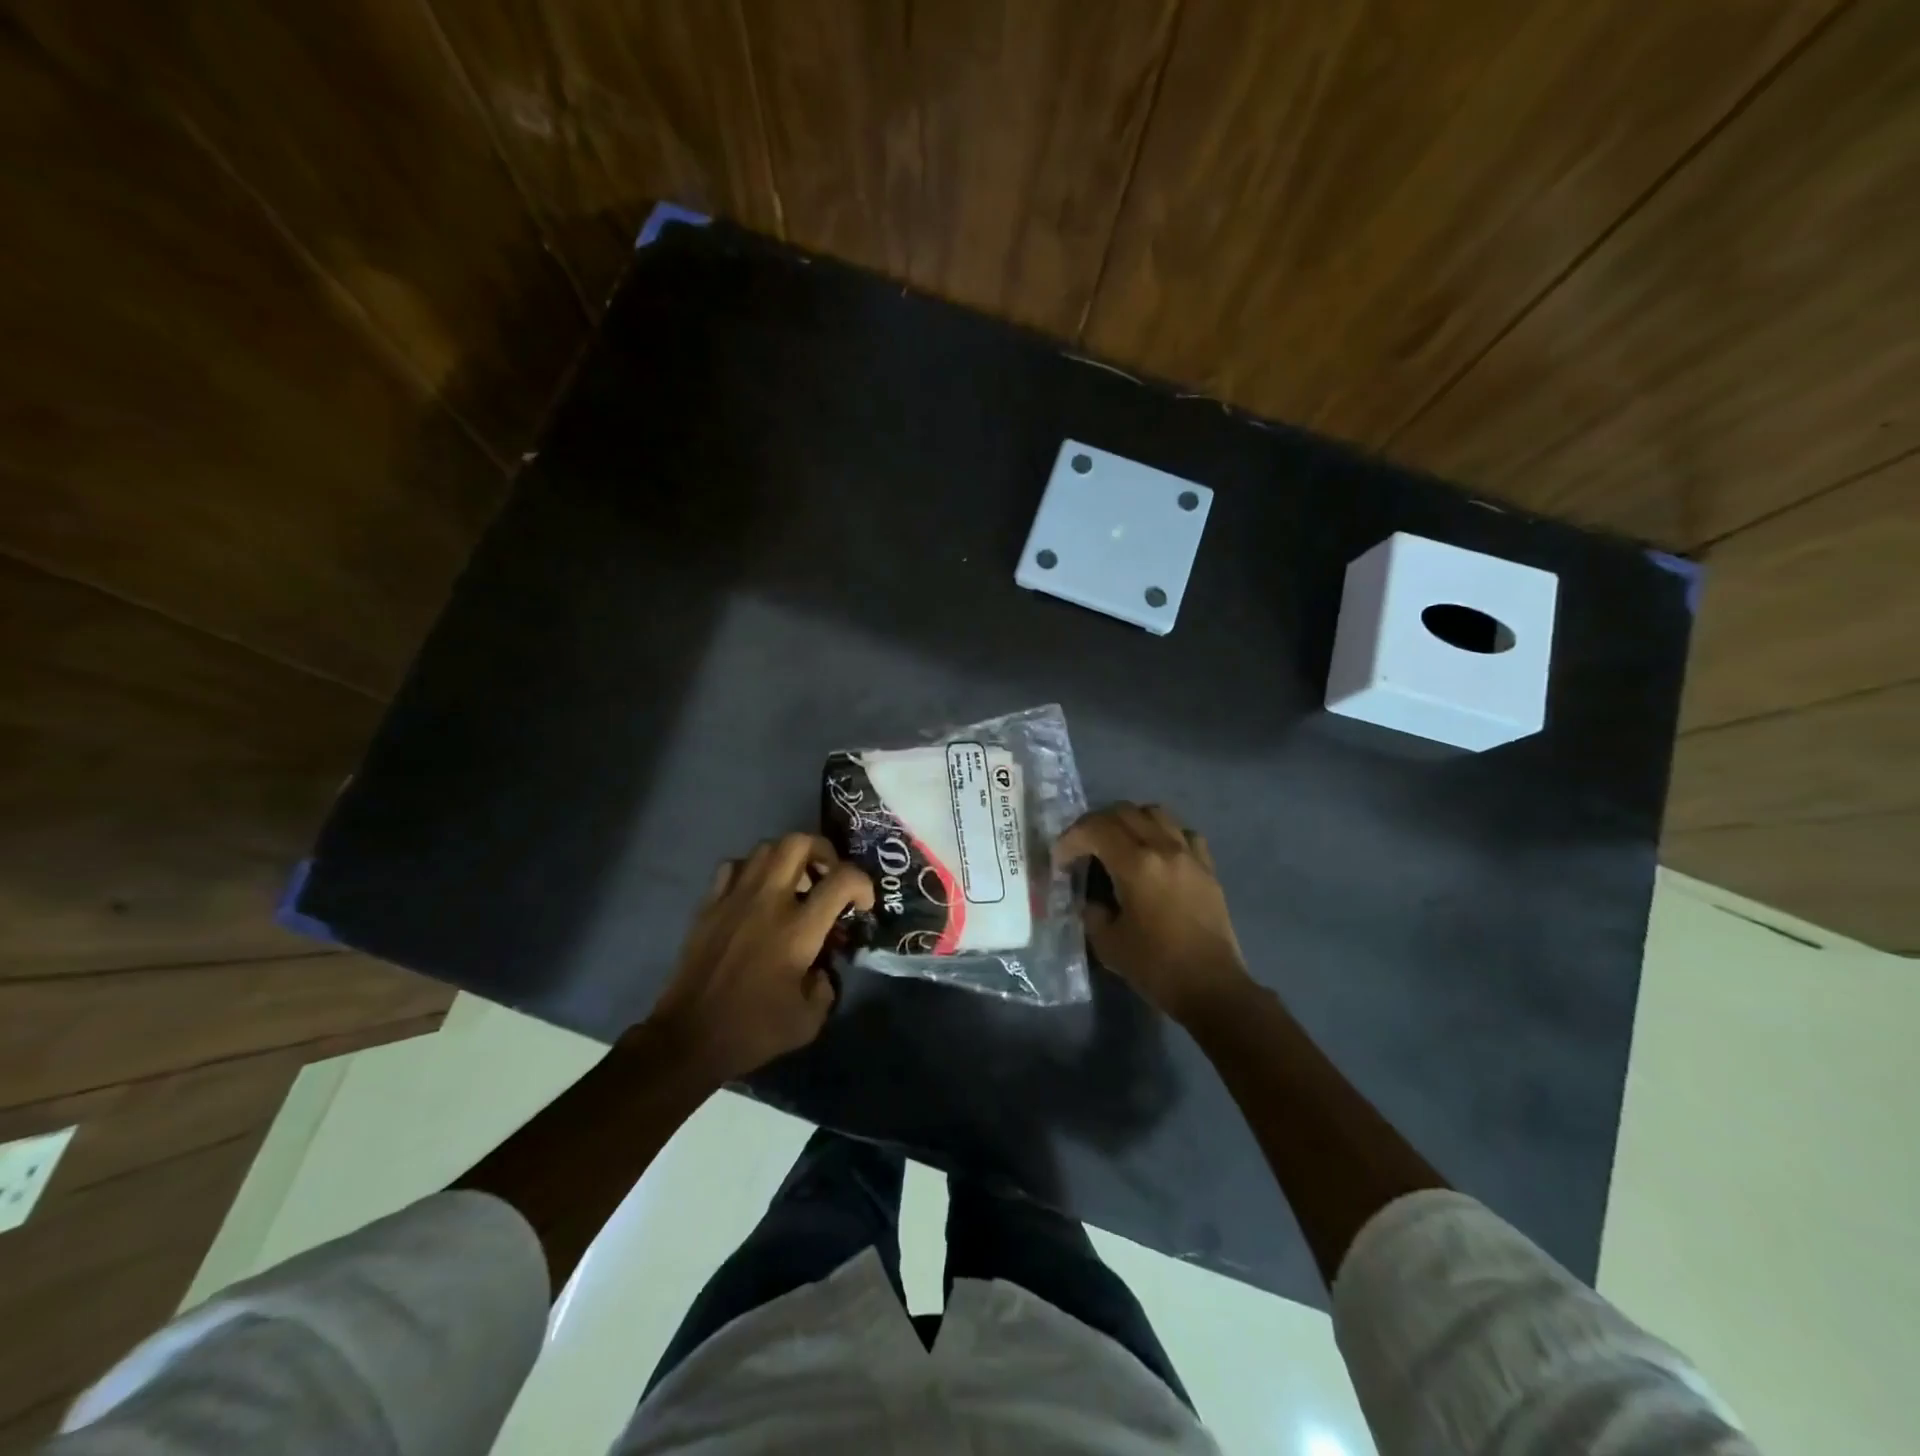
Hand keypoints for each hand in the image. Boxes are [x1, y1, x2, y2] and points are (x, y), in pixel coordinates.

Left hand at [640, 834, 874, 1082]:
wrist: (688, 1039)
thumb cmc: (752, 1031)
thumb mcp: (809, 1021)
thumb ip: (826, 986)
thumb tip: (821, 968)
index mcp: (798, 929)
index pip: (842, 879)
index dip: (862, 883)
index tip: (862, 904)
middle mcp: (768, 901)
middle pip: (799, 843)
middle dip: (824, 851)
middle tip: (828, 876)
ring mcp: (734, 898)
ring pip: (766, 847)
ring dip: (789, 857)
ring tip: (795, 883)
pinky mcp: (709, 905)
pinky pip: (734, 866)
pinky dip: (752, 869)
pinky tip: (757, 893)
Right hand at [1055, 804, 1252, 1024]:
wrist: (1211, 987)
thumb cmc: (1156, 967)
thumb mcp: (1107, 942)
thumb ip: (1093, 910)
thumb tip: (1092, 896)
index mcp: (1136, 865)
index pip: (1095, 829)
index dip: (1071, 839)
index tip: (1060, 860)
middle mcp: (1163, 848)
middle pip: (1123, 811)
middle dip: (1095, 824)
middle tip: (1083, 847)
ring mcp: (1189, 854)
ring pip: (1155, 813)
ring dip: (1129, 821)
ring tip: (1118, 844)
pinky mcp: (1207, 867)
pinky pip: (1182, 833)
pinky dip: (1163, 834)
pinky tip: (1156, 854)